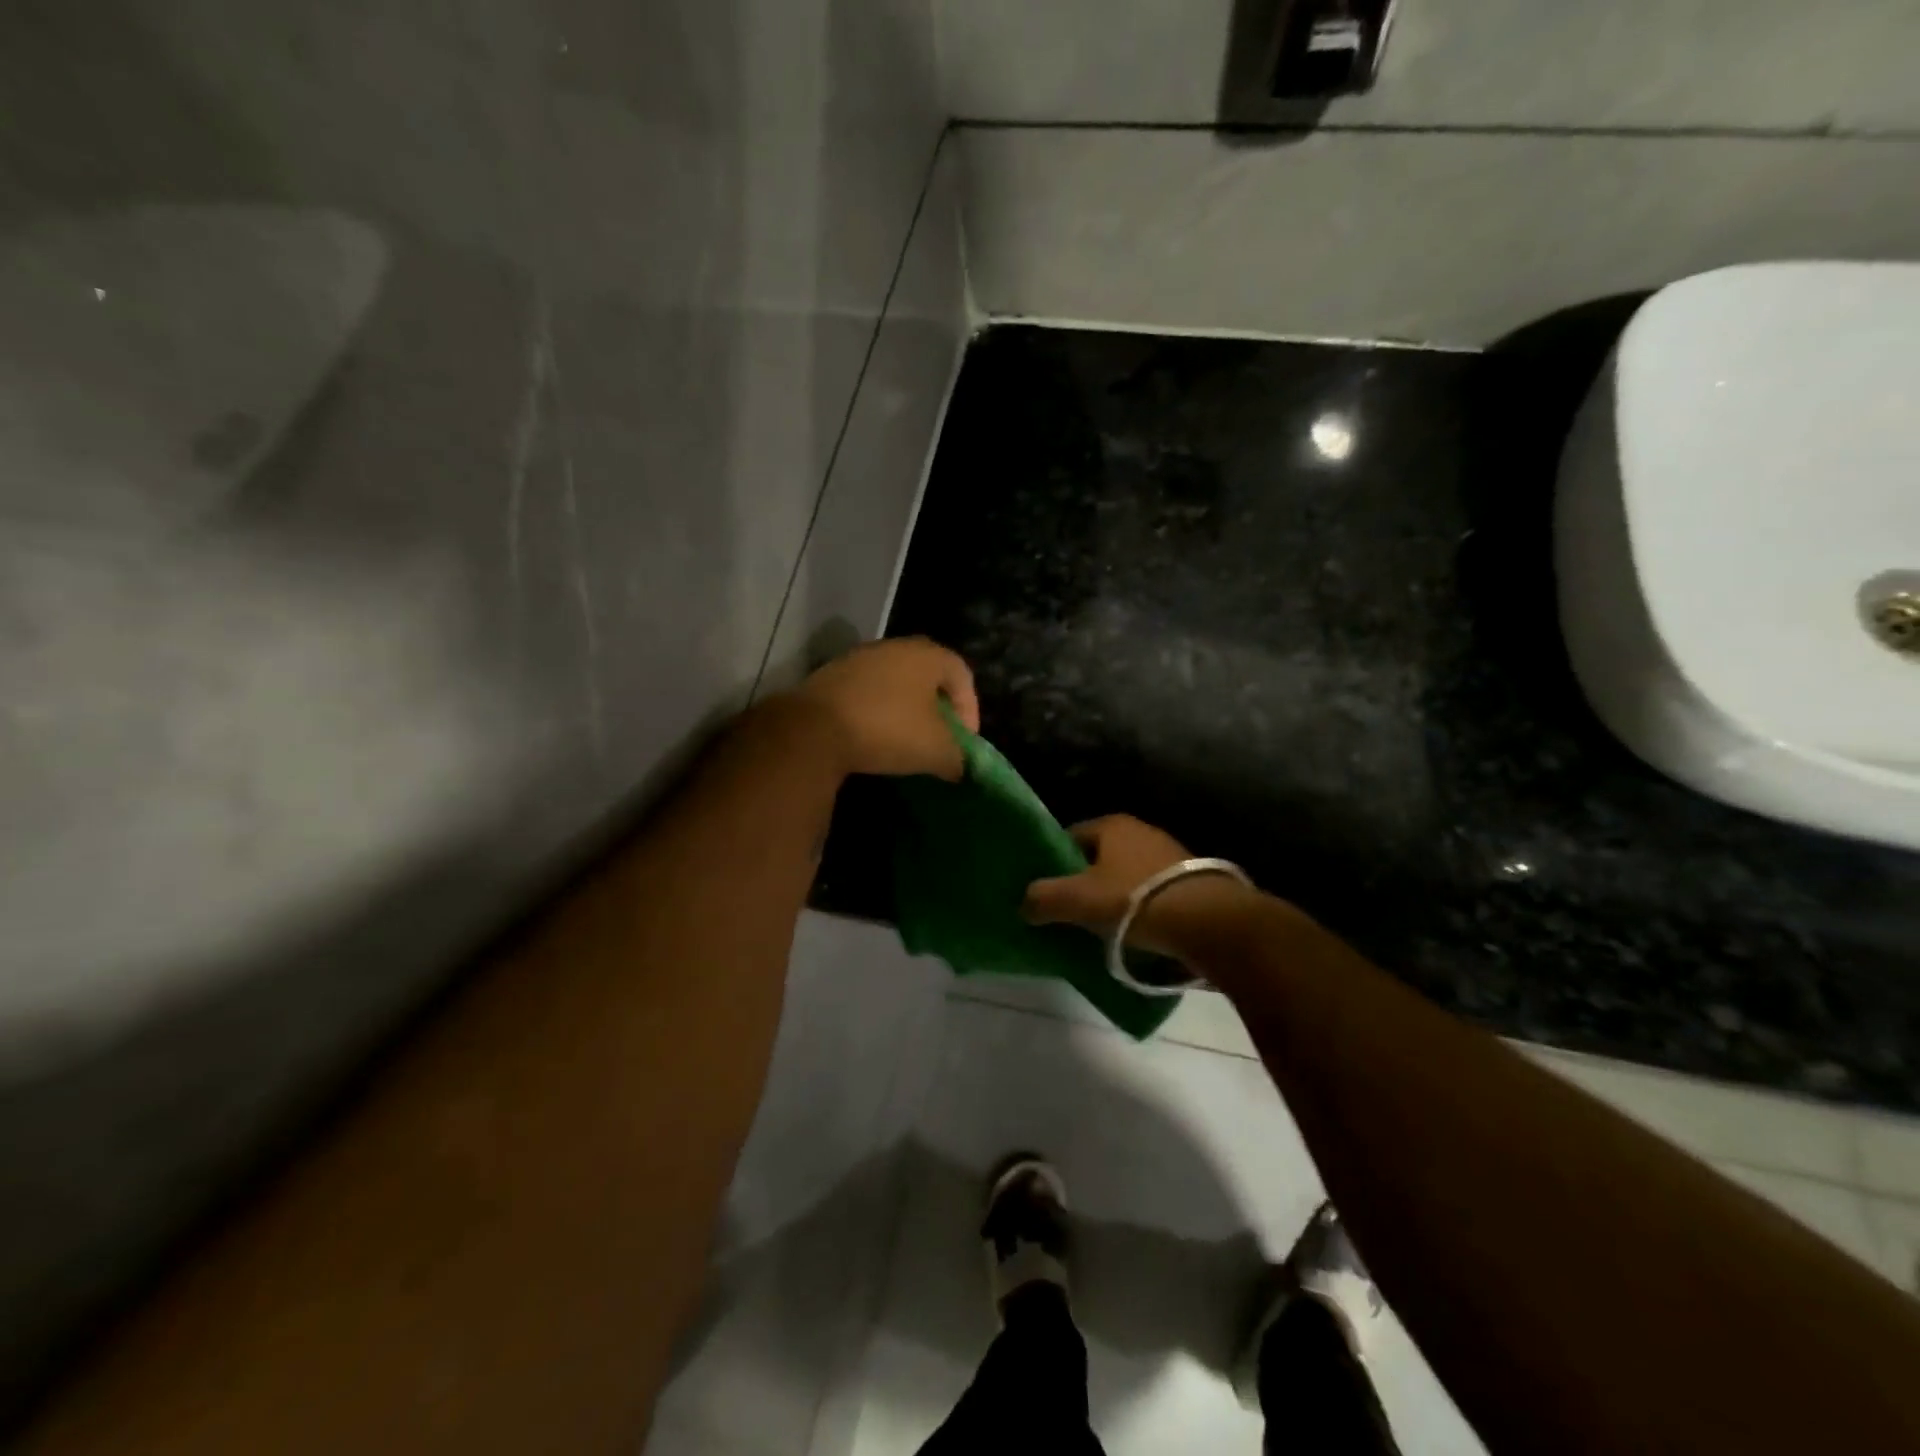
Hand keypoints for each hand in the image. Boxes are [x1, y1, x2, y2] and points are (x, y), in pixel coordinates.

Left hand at [792, 637, 979, 779]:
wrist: (813, 729)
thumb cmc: (888, 730)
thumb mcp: (936, 751)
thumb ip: (958, 757)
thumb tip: (959, 766)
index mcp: (927, 654)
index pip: (963, 675)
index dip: (970, 711)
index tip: (964, 743)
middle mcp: (894, 647)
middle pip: (928, 676)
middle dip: (938, 710)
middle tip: (939, 740)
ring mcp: (858, 658)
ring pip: (895, 683)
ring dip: (905, 711)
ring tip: (905, 742)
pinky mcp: (830, 676)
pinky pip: (867, 693)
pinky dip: (876, 712)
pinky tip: (872, 738)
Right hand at [1020, 815, 1191, 947]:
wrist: (1209, 922)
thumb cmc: (1136, 900)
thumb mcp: (1078, 899)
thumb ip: (1043, 898)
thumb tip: (1023, 904)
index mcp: (1112, 824)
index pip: (1069, 837)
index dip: (1052, 863)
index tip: (1042, 891)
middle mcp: (1141, 831)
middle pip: (1097, 858)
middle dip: (1082, 883)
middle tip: (1066, 912)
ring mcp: (1169, 855)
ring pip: (1124, 877)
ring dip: (1111, 899)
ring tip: (1097, 928)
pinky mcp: (1190, 882)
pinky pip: (1150, 894)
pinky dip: (1137, 910)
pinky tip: (1132, 934)